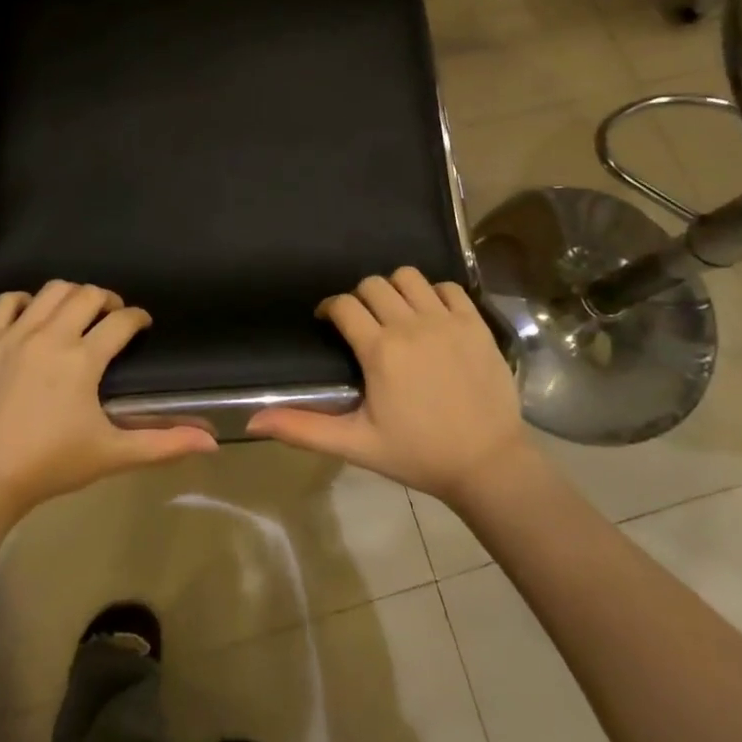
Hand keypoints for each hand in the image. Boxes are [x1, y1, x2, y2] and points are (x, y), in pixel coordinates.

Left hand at [0, 280, 217, 516]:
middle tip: (112, 318)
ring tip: (76, 313)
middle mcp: (52, 335)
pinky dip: (23, 301)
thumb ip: (163, 444)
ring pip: (51, 291)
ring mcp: (16, 335)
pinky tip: (31, 315)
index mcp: (84, 358)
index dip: (138, 318)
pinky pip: (6, 302)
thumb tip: (211, 442)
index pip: (122, 321)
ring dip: (71, 295)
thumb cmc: (51, 464)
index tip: (143, 324)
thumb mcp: (112, 455)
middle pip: (88, 295)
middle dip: (108, 300)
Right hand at [246, 267, 529, 503]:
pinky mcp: (476, 324)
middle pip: (373, 284)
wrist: (488, 464)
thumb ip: (303, 428)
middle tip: (362, 323)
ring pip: (409, 277)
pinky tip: (431, 317)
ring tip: (396, 314)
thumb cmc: (418, 454)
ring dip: (395, 289)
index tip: (328, 322)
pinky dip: (434, 294)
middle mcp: (411, 325)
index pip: (343, 305)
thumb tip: (252, 421)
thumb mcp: (356, 444)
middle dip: (360, 298)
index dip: (329, 308)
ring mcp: (447, 321)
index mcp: (380, 350)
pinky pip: (448, 287)